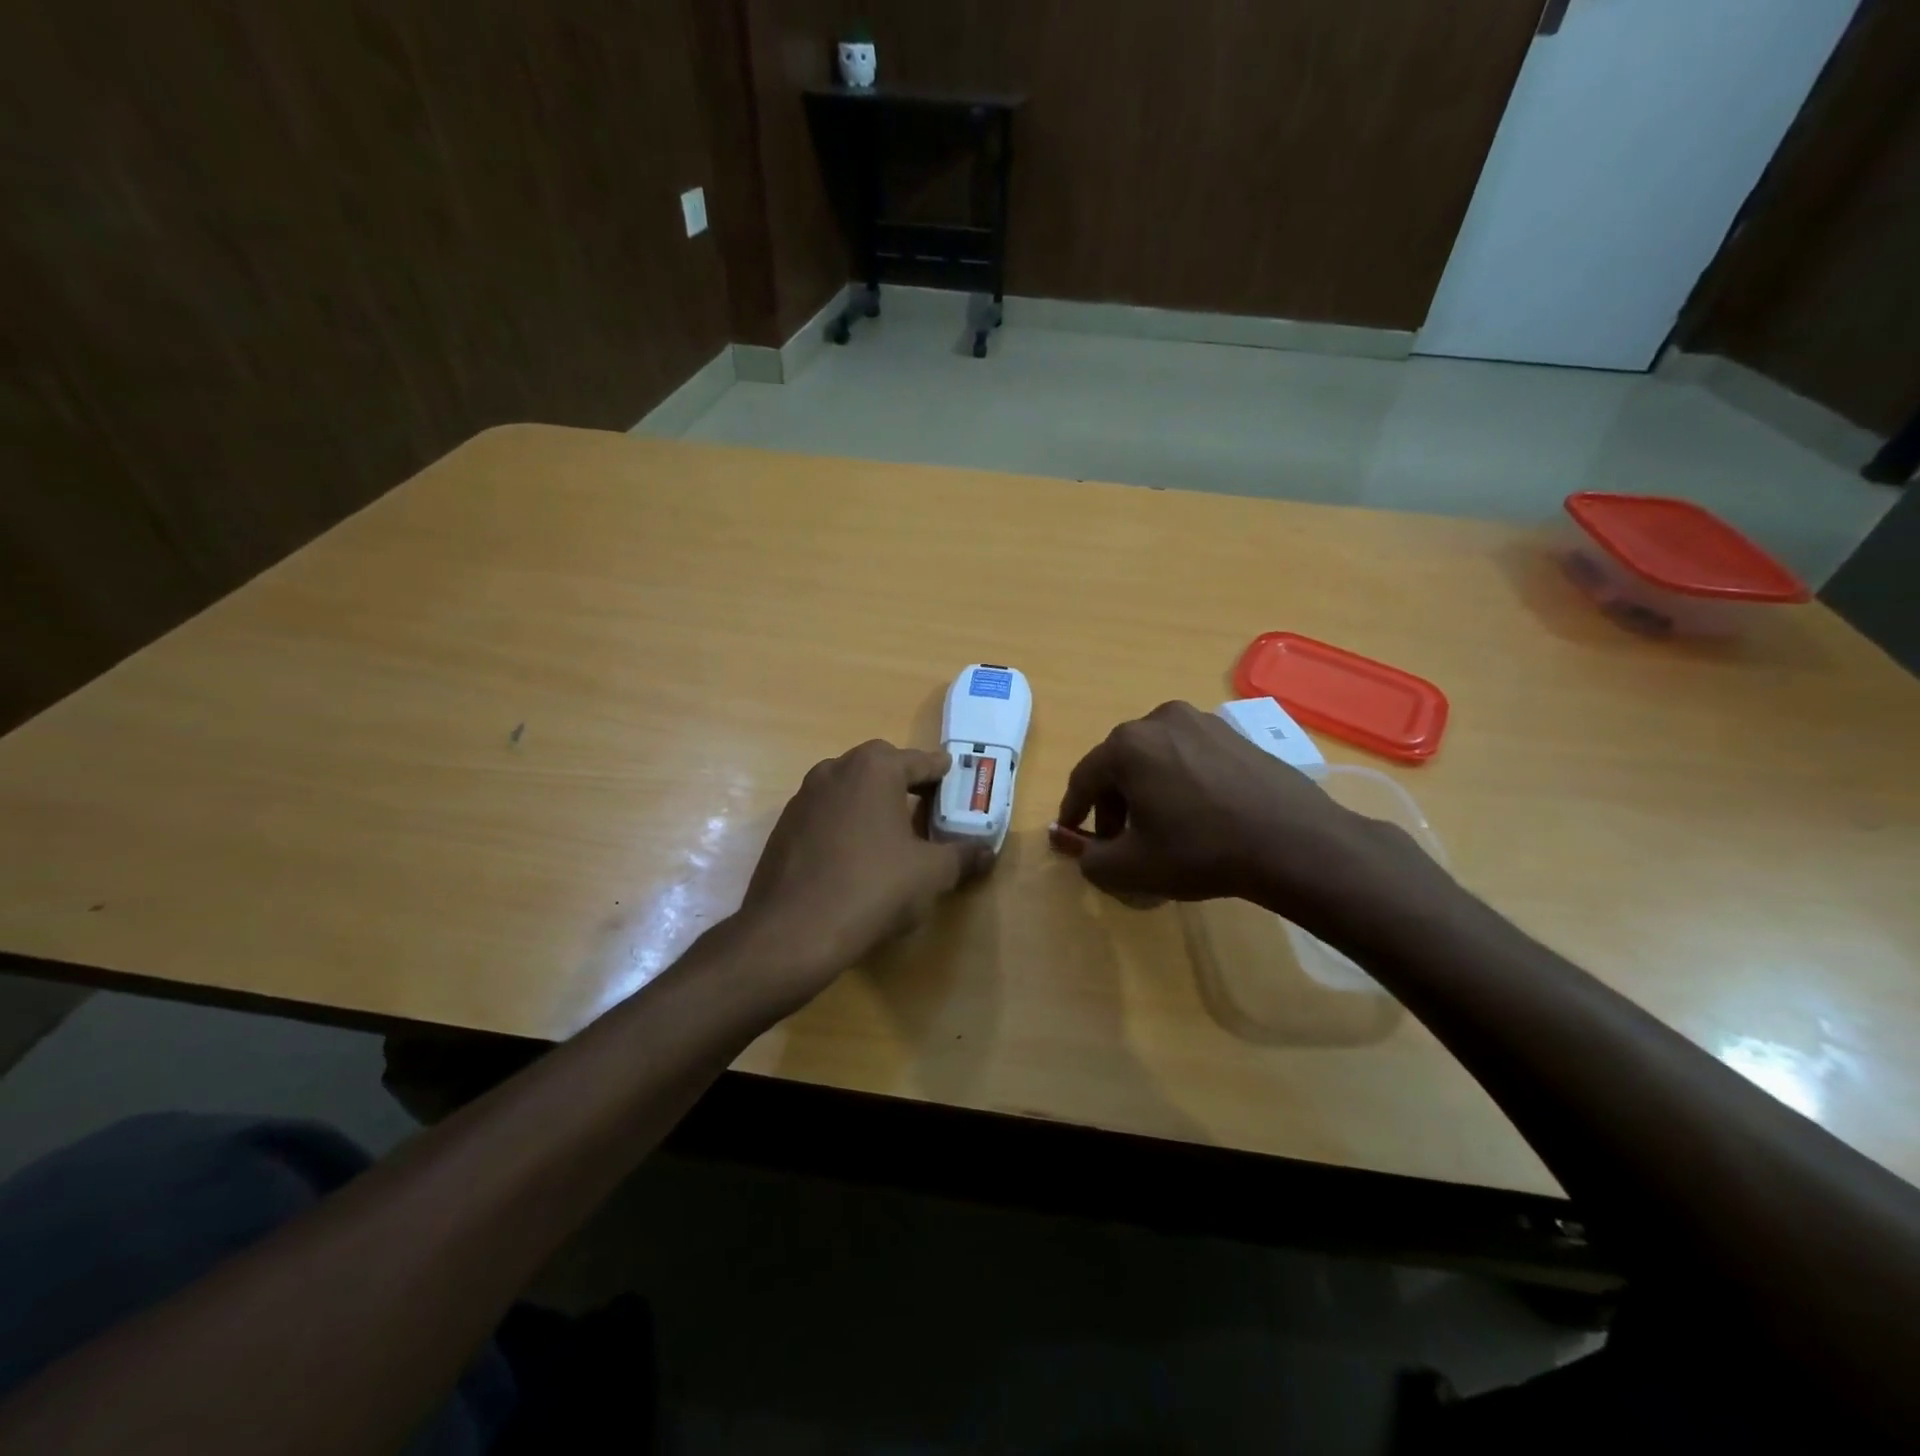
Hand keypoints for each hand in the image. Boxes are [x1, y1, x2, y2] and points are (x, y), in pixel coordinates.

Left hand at [734, 740, 991, 1002]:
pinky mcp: (784, 826)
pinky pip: (826, 814)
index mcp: (875, 768)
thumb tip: (986, 852)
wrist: (793, 932)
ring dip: (872, 803)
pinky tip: (855, 860)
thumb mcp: (931, 874)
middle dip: (905, 784)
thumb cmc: (874, 888)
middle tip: (926, 810)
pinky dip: (845, 825)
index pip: (922, 761)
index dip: (944, 776)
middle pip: (881, 767)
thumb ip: (962, 856)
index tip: (957, 788)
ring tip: (892, 837)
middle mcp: (835, 769)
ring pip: (849, 789)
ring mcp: (803, 796)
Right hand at [1055, 701, 1429, 931]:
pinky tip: (1195, 813)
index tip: (1072, 836)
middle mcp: (1159, 719)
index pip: (1084, 778)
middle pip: (1119, 764)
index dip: (1074, 811)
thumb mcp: (1131, 868)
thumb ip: (1089, 858)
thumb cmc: (1201, 852)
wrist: (1295, 842)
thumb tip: (1075, 845)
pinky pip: (1188, 755)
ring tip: (1159, 828)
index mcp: (1127, 745)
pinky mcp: (1234, 733)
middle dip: (1112, 804)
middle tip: (1119, 841)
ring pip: (1154, 758)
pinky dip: (1178, 781)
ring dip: (1145, 790)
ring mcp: (1201, 721)